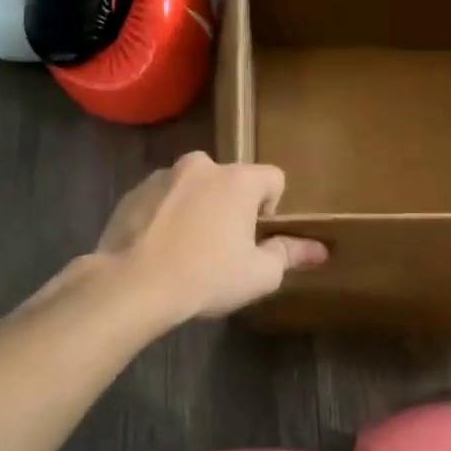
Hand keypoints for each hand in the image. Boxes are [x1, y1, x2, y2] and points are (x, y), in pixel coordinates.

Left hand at [97, 152, 327, 321]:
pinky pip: (162, 199)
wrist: (129, 286)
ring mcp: (163, 175)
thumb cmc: (206, 277)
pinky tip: (159, 250)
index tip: (256, 239)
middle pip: (231, 181)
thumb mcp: (259, 274)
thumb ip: (291, 254)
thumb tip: (321, 250)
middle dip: (232, 207)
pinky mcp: (132, 192)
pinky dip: (166, 216)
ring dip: (198, 209)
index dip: (272, 209)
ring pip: (194, 188)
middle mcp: (201, 165)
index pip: (274, 178)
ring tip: (187, 251)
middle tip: (223, 247)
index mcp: (238, 179)